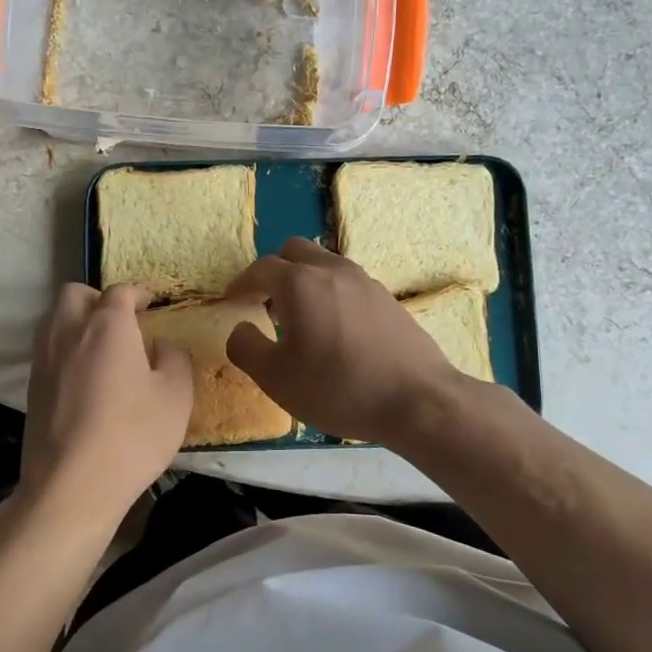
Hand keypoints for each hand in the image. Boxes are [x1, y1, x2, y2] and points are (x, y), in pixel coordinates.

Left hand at [19, 283, 193, 530]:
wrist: (71, 485)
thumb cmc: (132, 436)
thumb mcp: (176, 396)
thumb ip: (174, 358)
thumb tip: (162, 344)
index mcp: (107, 325)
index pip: (120, 292)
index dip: (138, 294)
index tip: (151, 305)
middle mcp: (69, 330)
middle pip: (76, 294)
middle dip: (98, 299)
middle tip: (121, 322)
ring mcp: (44, 358)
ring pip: (55, 317)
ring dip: (76, 319)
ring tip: (100, 346)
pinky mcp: (31, 386)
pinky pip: (47, 348)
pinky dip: (64, 347)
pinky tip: (83, 376)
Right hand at [225, 238, 467, 444]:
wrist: (419, 400)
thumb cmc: (339, 388)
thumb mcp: (276, 378)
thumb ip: (246, 347)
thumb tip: (240, 328)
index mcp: (299, 283)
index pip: (261, 268)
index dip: (241, 283)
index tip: (232, 300)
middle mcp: (331, 270)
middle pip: (294, 251)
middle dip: (274, 270)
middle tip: (266, 303)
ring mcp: (364, 280)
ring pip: (324, 263)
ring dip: (304, 279)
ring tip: (301, 318)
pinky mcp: (387, 297)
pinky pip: (347, 281)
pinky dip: (330, 291)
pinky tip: (335, 330)